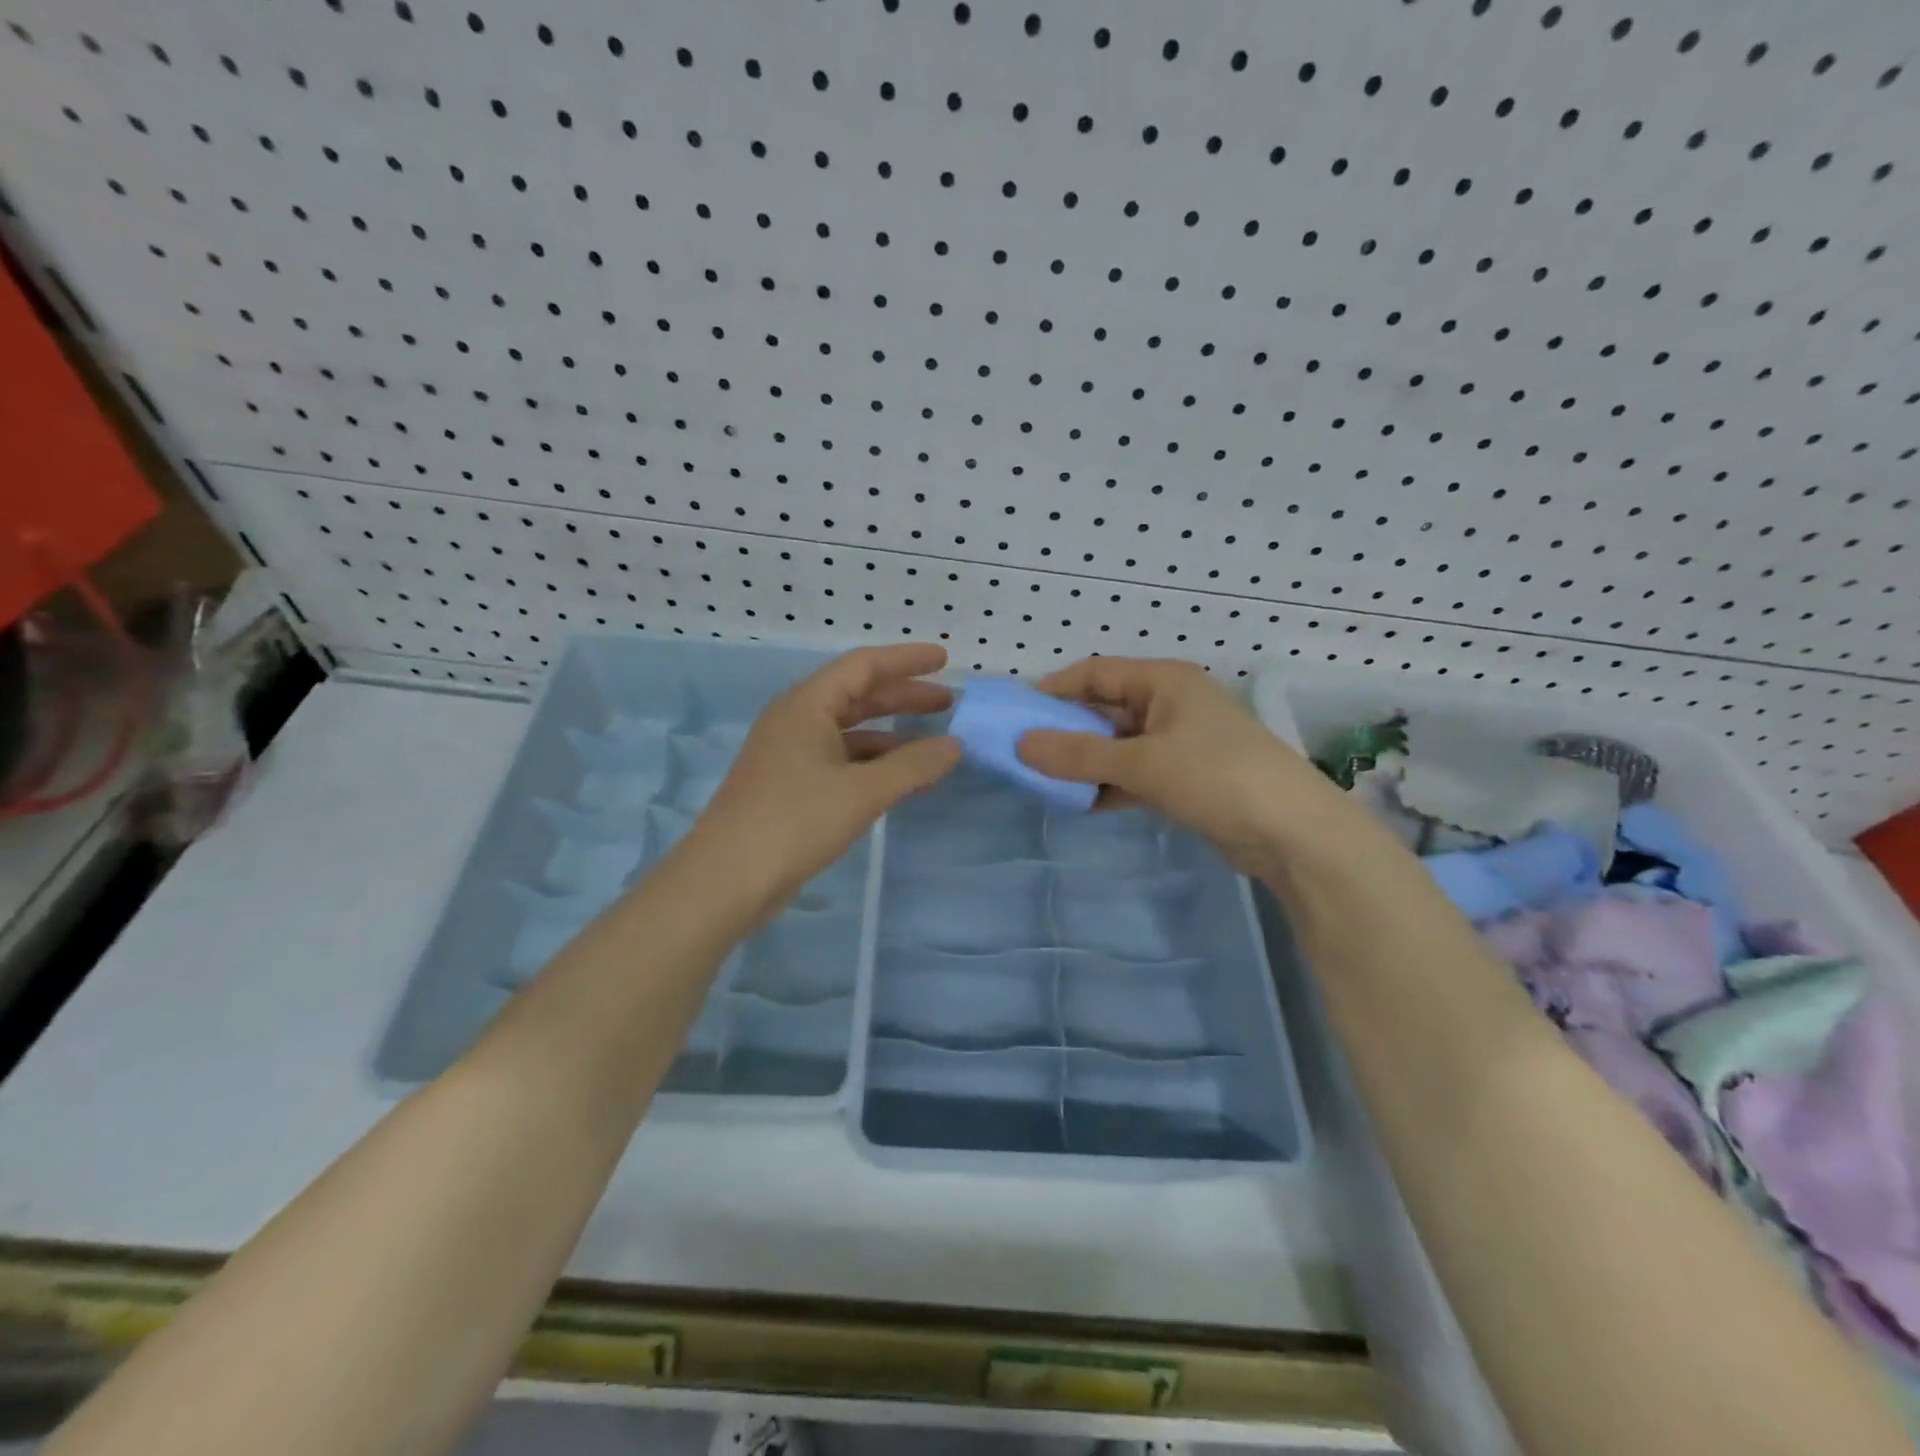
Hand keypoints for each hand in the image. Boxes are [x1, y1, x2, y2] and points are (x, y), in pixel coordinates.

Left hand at [691, 643, 960, 903]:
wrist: (727, 880)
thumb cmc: (795, 821)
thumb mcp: (862, 791)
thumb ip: (913, 765)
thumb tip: (955, 745)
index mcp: (807, 705)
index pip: (863, 665)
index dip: (906, 659)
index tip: (944, 659)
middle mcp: (797, 720)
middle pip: (858, 696)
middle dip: (903, 697)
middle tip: (947, 702)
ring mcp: (791, 754)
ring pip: (851, 732)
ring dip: (892, 736)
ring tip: (934, 747)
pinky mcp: (791, 786)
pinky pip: (842, 761)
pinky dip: (874, 765)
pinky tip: (901, 781)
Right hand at [1016, 657, 1347, 874]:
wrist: (1292, 833)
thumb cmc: (1216, 776)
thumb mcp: (1142, 763)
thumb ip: (1078, 756)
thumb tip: (1021, 746)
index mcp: (1164, 681)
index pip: (1097, 672)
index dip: (1057, 688)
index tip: (1018, 713)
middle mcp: (1170, 704)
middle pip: (1106, 708)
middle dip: (1067, 730)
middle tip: (1025, 752)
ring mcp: (1180, 742)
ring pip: (1118, 745)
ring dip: (1086, 762)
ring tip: (1044, 781)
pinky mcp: (1186, 778)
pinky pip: (1135, 773)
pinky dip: (1109, 785)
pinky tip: (1081, 804)